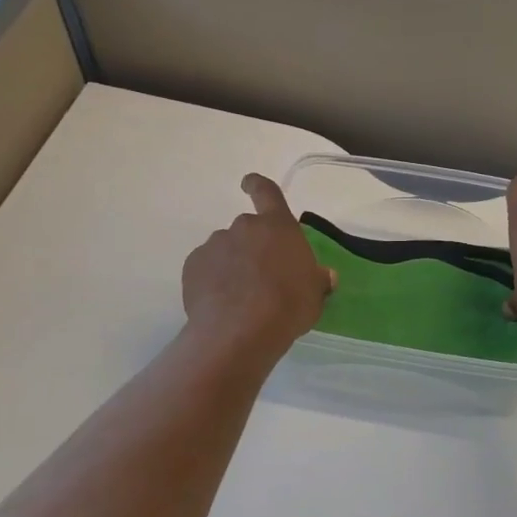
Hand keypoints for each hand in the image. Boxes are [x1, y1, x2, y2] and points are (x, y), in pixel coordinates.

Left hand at [181, 174, 335, 359]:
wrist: (239, 332)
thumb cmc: (287, 306)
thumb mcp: (314, 295)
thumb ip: (317, 279)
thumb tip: (324, 275)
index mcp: (277, 227)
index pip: (267, 192)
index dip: (257, 185)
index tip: (248, 184)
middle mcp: (244, 228)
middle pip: (247, 229)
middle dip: (252, 248)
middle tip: (261, 277)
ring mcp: (214, 245)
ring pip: (225, 250)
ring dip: (232, 265)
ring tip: (239, 297)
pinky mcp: (192, 266)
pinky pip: (206, 268)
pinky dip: (212, 280)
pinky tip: (220, 304)